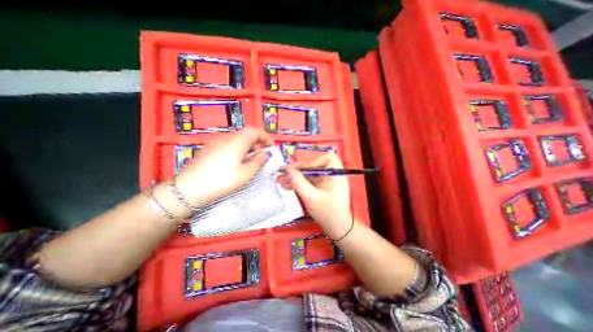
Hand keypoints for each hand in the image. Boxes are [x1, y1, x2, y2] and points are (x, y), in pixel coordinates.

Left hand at [172, 128, 272, 208]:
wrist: (189, 188)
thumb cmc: (222, 181)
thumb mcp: (245, 173)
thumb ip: (258, 161)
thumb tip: (266, 153)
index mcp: (237, 142)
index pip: (255, 131)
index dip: (266, 137)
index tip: (271, 147)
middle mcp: (227, 138)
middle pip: (246, 134)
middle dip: (257, 142)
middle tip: (262, 156)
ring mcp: (216, 142)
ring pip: (237, 139)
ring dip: (247, 146)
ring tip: (250, 160)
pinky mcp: (209, 148)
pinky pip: (228, 144)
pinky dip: (237, 149)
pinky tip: (236, 161)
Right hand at [277, 154, 352, 238]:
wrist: (337, 229)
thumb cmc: (328, 213)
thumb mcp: (311, 198)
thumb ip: (299, 183)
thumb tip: (287, 170)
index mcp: (336, 174)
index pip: (325, 158)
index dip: (311, 161)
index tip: (298, 169)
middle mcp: (331, 174)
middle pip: (313, 165)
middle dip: (297, 170)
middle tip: (281, 172)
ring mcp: (325, 181)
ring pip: (309, 174)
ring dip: (295, 177)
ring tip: (280, 180)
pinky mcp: (320, 187)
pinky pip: (308, 181)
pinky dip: (298, 183)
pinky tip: (287, 185)